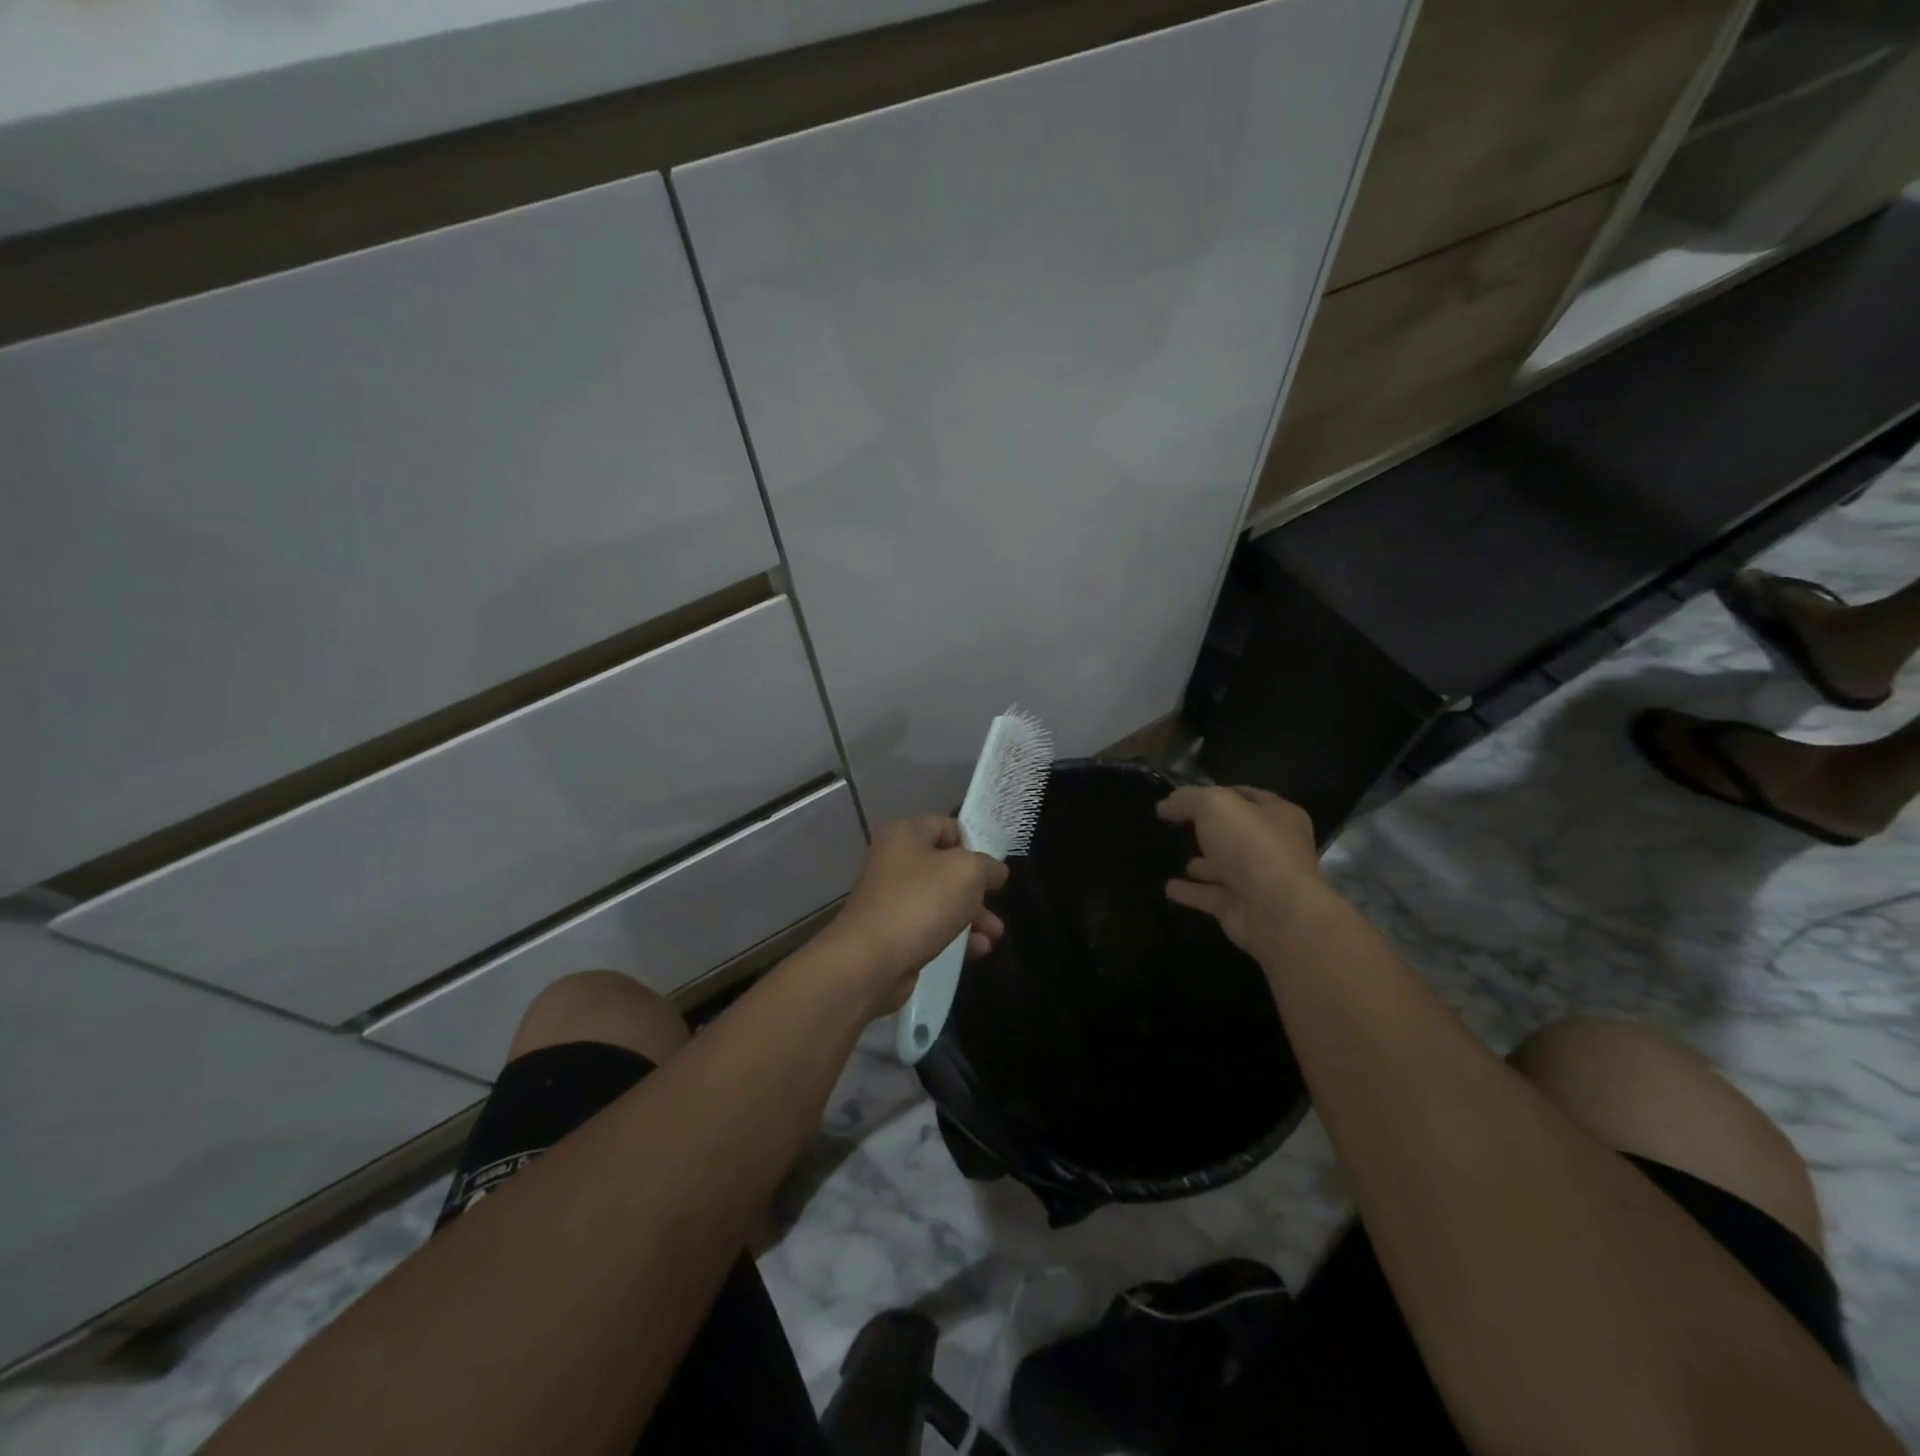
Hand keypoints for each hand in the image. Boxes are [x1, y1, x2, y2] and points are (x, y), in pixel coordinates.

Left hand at [819, 816, 1008, 1014]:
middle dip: (977, 888)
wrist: (869, 962)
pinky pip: (931, 927)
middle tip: (997, 903)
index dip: (976, 843)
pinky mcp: (893, 933)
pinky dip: (955, 936)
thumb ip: (988, 866)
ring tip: (995, 934)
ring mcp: (892, 899)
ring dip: (972, 915)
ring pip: (942, 900)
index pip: (949, 827)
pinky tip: (978, 950)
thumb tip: (996, 872)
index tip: (995, 868)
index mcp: (905, 834)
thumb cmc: (920, 904)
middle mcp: (895, 861)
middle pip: (947, 867)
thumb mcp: (967, 872)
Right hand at [1157, 786, 1335, 955]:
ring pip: (1225, 867)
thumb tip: (1166, 804)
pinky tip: (1169, 888)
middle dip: (1210, 830)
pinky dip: (1190, 892)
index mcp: (1278, 815)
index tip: (1184, 797)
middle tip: (1178, 827)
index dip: (1215, 793)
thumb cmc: (1252, 847)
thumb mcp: (1215, 805)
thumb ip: (1188, 799)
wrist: (1277, 912)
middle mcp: (1272, 847)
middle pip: (1236, 833)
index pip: (1245, 796)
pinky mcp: (1242, 910)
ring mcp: (1258, 881)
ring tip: (1176, 858)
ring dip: (1203, 864)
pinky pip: (1210, 896)